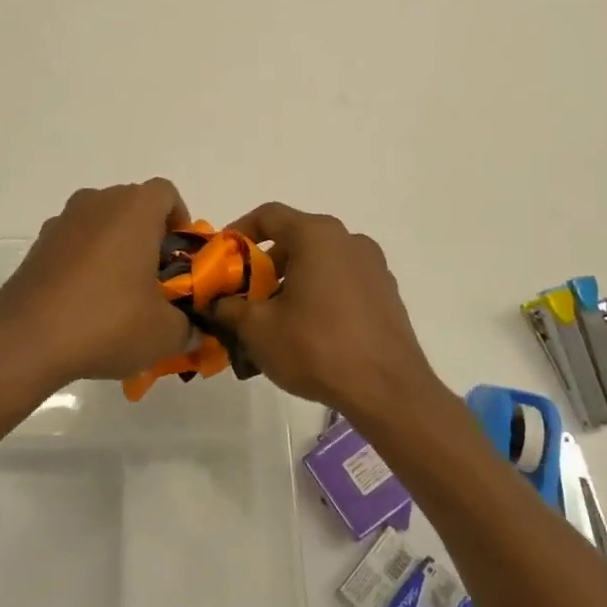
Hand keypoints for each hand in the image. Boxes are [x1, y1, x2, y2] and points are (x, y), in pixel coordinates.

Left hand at [0, 180, 194, 391]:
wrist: (26, 340)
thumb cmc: (107, 321)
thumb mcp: (164, 333)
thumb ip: (188, 327)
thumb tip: (193, 331)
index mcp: (134, 208)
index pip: (167, 194)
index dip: (180, 222)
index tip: (180, 258)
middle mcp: (97, 202)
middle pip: (133, 207)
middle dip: (148, 238)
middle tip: (155, 281)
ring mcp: (63, 221)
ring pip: (101, 224)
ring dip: (115, 249)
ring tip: (119, 296)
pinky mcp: (38, 245)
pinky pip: (74, 244)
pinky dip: (85, 263)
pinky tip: (85, 304)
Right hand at [210, 202, 443, 419]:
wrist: (388, 391)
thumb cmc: (316, 347)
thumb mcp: (258, 329)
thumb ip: (229, 307)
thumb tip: (217, 302)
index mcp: (316, 235)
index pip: (268, 215)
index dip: (239, 232)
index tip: (222, 259)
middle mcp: (348, 240)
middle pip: (296, 239)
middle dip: (265, 265)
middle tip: (246, 296)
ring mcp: (373, 266)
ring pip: (321, 262)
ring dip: (293, 281)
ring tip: (276, 319)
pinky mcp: (387, 294)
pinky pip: (343, 282)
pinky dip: (321, 295)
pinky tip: (311, 332)